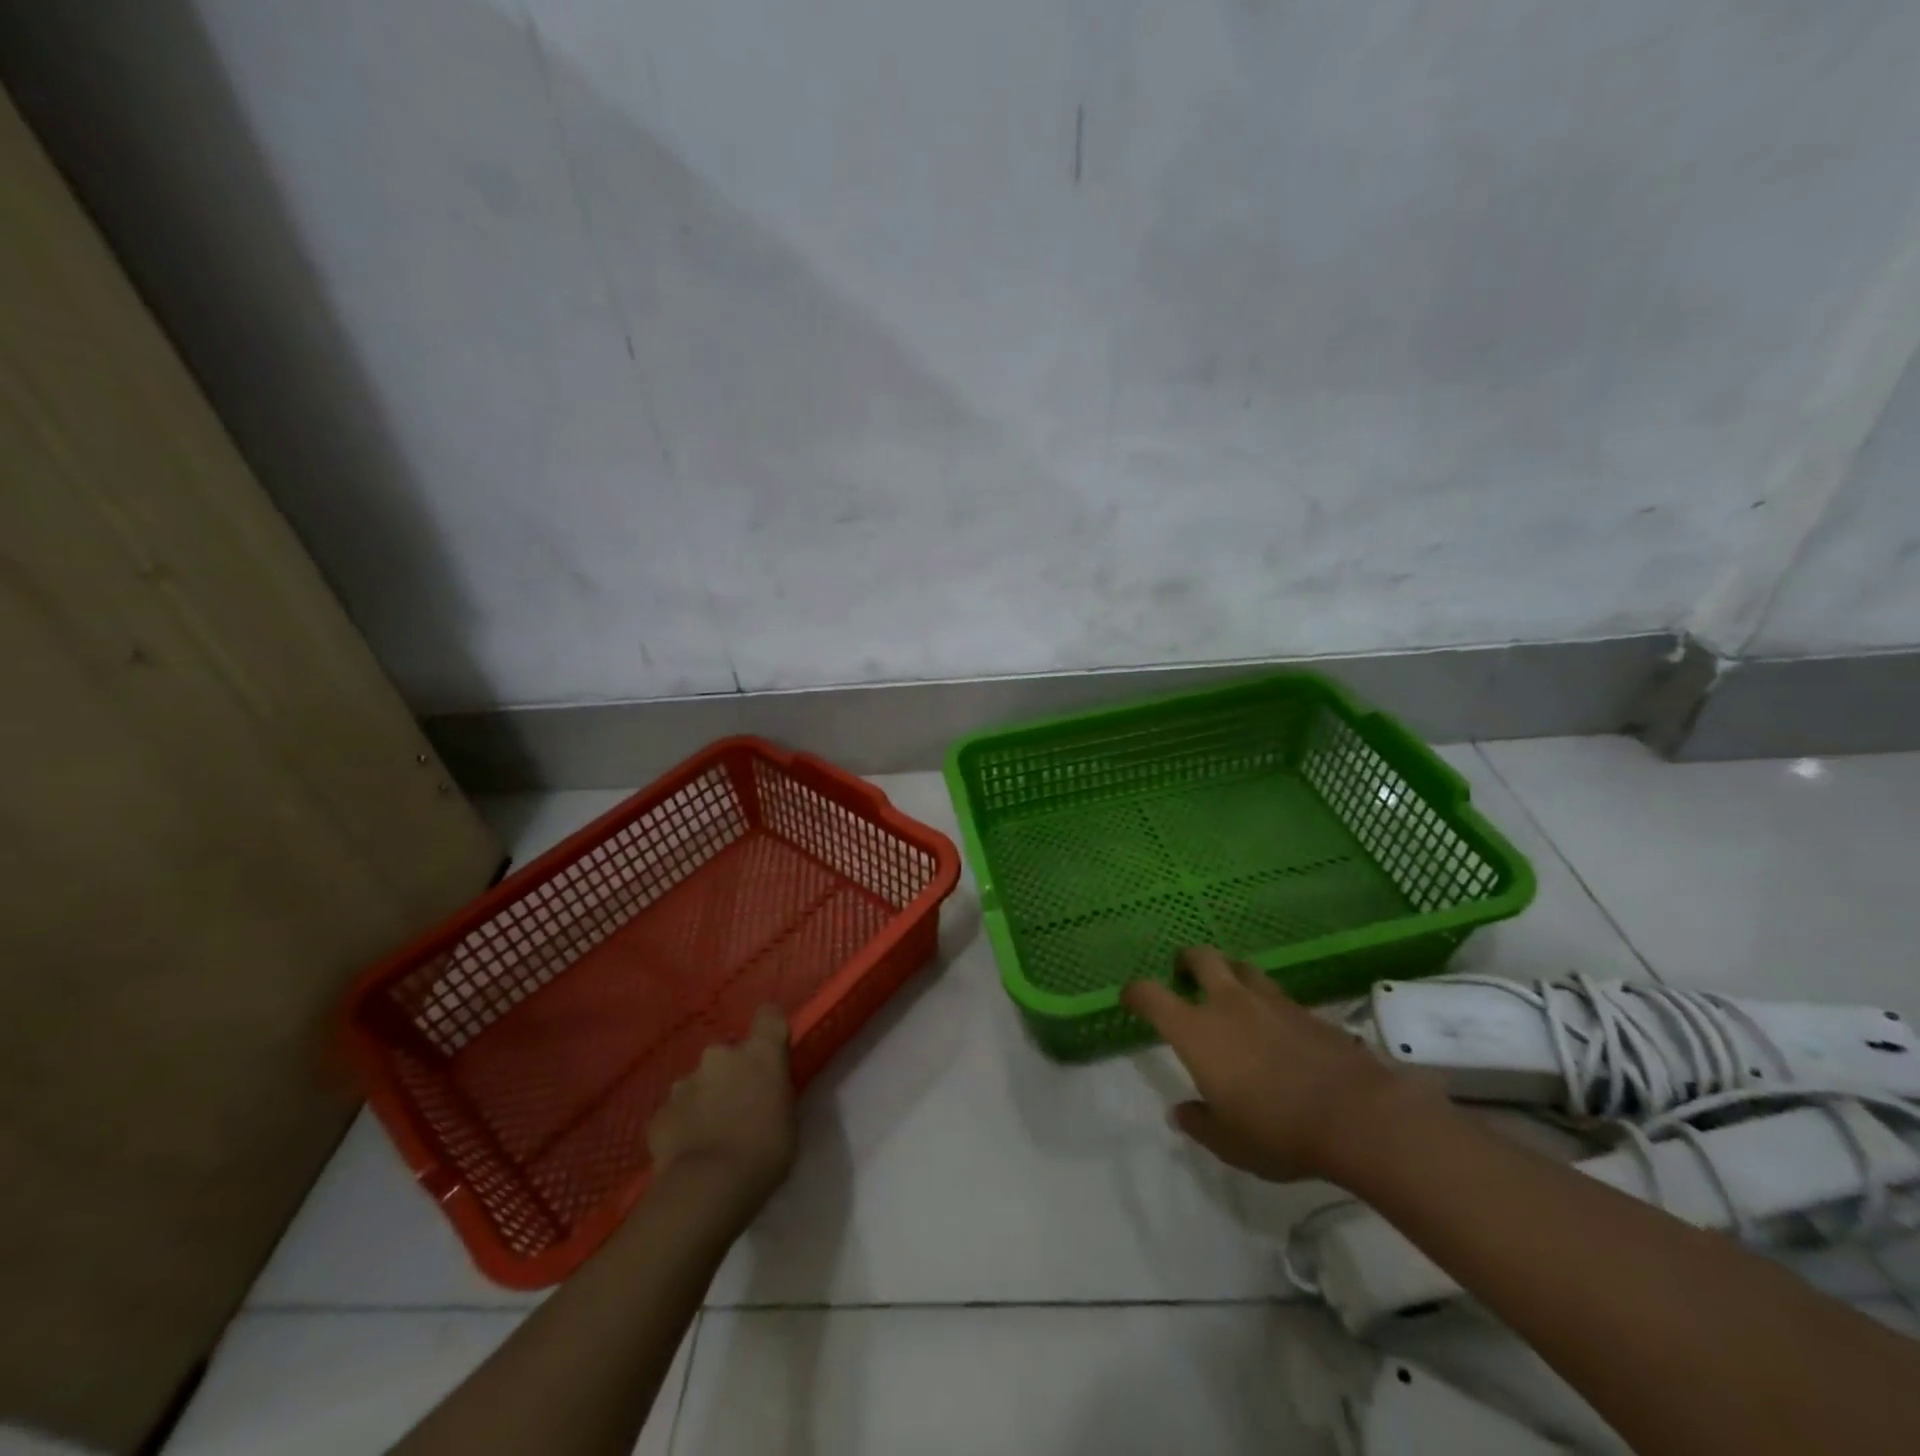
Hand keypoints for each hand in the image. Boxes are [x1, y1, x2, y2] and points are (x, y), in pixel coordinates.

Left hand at [646, 1004, 796, 1218]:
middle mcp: (719, 1055)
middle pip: (729, 1055)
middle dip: (733, 1074)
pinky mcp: (659, 1113)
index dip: (770, 1028)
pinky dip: (684, 1124)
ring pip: (700, 1083)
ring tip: (712, 1135)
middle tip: (741, 1107)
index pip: (769, 1015)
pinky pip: (678, 1111)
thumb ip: (775, 1090)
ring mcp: (685, 1082)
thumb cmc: (764, 1151)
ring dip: (707, 1098)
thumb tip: (765, 1088)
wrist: (705, 1188)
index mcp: (759, 1053)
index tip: (773, 1047)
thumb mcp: (788, 1117)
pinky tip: (690, 1152)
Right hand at [1122, 947, 1428, 1184]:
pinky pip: (1276, 994)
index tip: (1130, 998)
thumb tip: (1180, 1113)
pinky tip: (1274, 1026)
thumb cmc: (1277, 1130)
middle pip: (1202, 958)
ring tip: (1230, 994)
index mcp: (1196, 1030)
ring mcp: (1271, 1002)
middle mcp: (1229, 1003)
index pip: (1151, 995)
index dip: (1135, 992)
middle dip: (1187, 961)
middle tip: (1184, 973)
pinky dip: (1266, 1002)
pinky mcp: (1307, 1011)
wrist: (1356, 1116)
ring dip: (1230, 973)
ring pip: (1242, 968)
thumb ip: (1199, 1123)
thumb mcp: (1229, 1142)